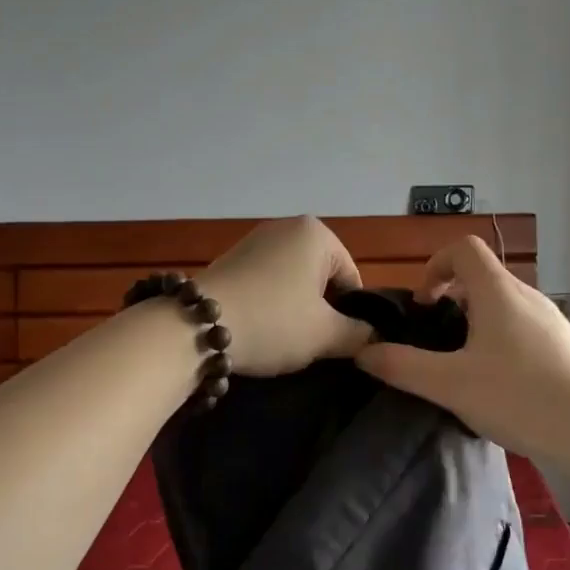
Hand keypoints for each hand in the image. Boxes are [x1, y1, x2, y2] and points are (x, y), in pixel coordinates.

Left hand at [201, 217, 372, 375]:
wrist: (195, 327)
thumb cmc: (273, 321)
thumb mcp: (325, 334)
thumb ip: (358, 334)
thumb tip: (374, 338)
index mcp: (316, 233)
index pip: (351, 279)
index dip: (351, 315)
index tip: (337, 342)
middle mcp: (285, 226)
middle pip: (321, 278)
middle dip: (321, 310)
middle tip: (311, 343)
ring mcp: (253, 241)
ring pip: (292, 282)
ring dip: (294, 310)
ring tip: (284, 340)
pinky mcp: (229, 259)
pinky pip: (265, 283)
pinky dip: (269, 305)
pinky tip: (260, 329)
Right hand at [355, 236, 569, 460]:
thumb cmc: (520, 397)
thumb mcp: (450, 385)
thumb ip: (401, 366)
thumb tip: (362, 353)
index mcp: (498, 292)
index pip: (464, 248)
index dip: (435, 265)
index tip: (424, 305)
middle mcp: (527, 297)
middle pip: (482, 277)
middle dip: (451, 299)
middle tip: (436, 340)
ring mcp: (551, 322)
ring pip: (503, 305)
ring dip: (475, 322)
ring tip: (463, 366)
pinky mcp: (565, 347)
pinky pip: (522, 328)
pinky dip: (500, 341)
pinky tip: (498, 385)